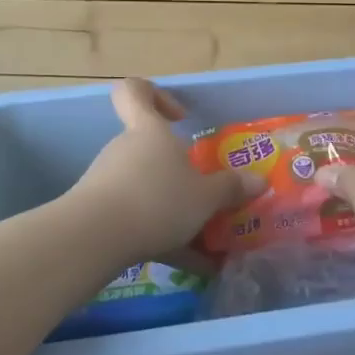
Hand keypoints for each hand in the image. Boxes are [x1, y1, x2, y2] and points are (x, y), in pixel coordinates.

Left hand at [67, 79, 262, 265]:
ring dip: (170, 206)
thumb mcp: (204, 197)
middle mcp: (125, 148)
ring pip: (144, 185)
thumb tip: (259, 181)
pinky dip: (159, 235)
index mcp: (149, 130)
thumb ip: (230, 188)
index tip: (179, 117)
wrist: (96, 237)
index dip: (156, 95)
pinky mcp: (97, 210)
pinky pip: (134, 215)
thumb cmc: (156, 200)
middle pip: (148, 147)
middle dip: (176, 171)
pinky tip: (184, 263)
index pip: (135, 91)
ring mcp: (107, 178)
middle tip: (202, 194)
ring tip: (200, 239)